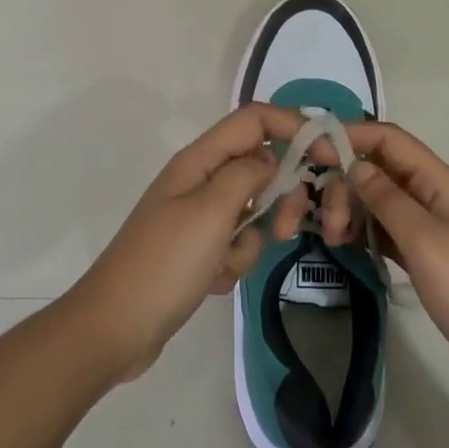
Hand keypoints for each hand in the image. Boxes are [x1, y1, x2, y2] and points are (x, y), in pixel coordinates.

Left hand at [63, 104, 337, 383]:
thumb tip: (269, 158)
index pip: (255, 120)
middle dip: (279, 197)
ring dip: (250, 239)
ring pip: (251, 211)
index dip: (294, 126)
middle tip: (285, 228)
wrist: (116, 327)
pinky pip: (235, 244)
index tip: (332, 154)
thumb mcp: (211, 212)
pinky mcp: (198, 249)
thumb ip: (246, 175)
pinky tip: (211, 282)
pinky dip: (232, 262)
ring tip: (227, 264)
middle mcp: (200, 179)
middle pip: (259, 166)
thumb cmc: (165, 263)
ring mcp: (198, 215)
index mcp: (199, 159)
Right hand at [346, 122, 448, 416]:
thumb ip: (388, 200)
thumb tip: (355, 164)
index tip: (312, 152)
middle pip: (379, 171)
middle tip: (327, 223)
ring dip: (351, 209)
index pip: (389, 140)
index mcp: (439, 182)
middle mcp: (433, 198)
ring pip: (379, 202)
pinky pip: (385, 233)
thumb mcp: (427, 241)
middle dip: (346, 184)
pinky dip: (363, 233)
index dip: (351, 137)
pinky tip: (344, 245)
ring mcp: (430, 230)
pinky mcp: (425, 261)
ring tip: (331, 238)